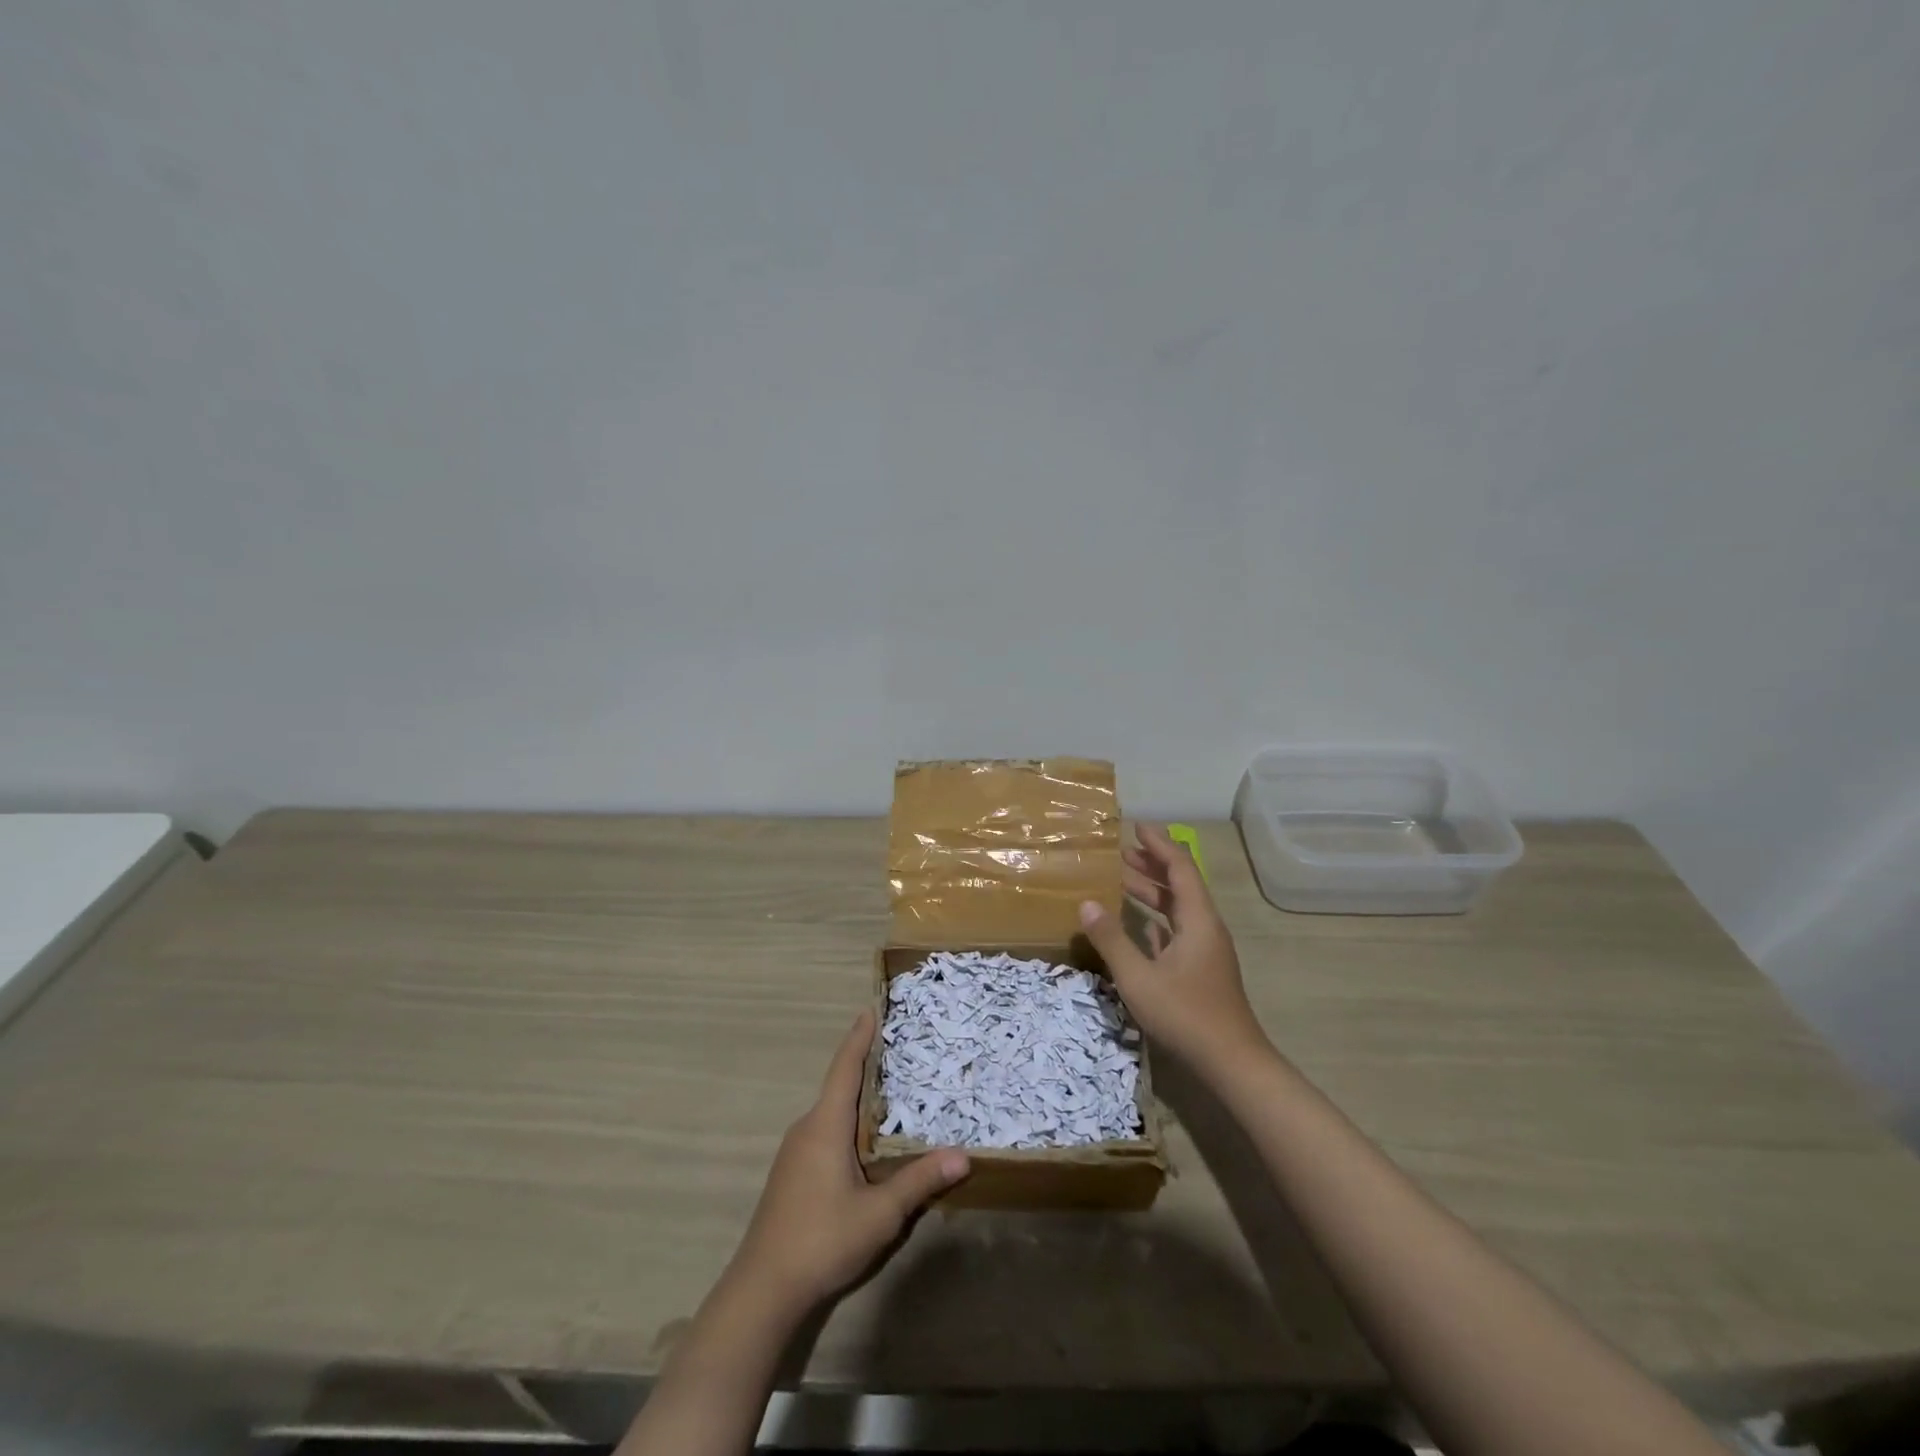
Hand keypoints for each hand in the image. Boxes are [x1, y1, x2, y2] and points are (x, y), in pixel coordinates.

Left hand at [731, 1010, 968, 1312]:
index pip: (845, 1068)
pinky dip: (847, 1125)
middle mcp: (807, 1129)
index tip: (870, 1009)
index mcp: (825, 1125)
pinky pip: (824, 1134)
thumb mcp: (880, 1213)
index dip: (859, 1038)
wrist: (762, 1290)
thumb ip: (920, 1181)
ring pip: (831, 1114)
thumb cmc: (822, 1239)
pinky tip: (866, 1145)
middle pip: (839, 1087)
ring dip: (857, 1100)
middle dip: (866, 1067)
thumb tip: (963, 1155)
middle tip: (898, 1050)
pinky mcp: (790, 1175)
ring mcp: (794, 1153)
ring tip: (891, 1094)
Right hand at [1078, 823, 1270, 1074]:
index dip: (1159, 844)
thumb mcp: (1138, 977)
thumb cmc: (1186, 1014)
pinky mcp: (1201, 969)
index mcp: (1197, 920)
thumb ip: (1112, 939)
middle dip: (1152, 864)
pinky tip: (1139, 923)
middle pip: (1180, 884)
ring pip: (1178, 909)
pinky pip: (1178, 931)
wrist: (1231, 1062)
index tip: (1137, 826)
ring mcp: (1205, 950)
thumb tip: (1086, 903)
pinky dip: (1158, 919)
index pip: (1180, 868)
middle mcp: (1205, 927)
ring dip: (1152, 891)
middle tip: (1121, 851)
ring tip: (1121, 879)